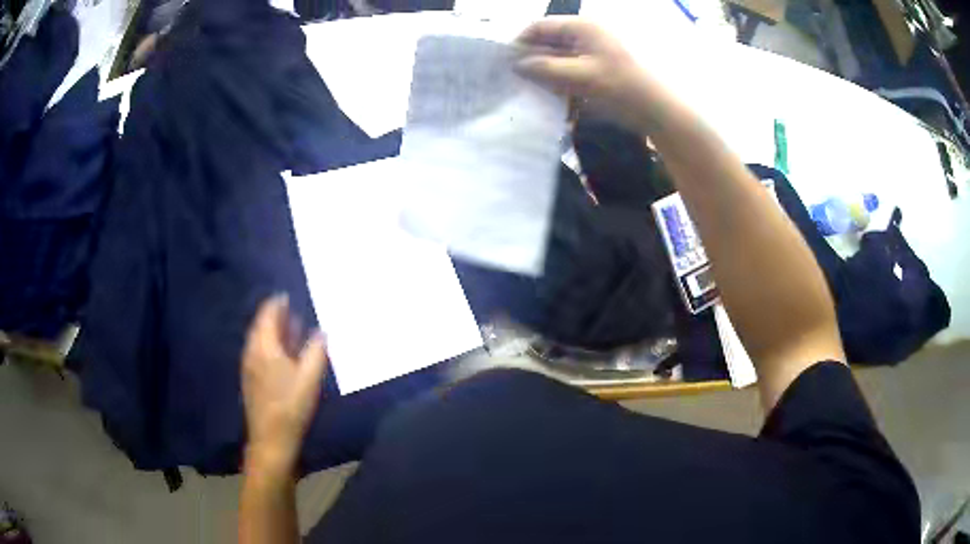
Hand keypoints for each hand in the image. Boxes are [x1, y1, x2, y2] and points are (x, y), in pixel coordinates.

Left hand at [241, 295, 327, 471]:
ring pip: (260, 340)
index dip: (278, 303)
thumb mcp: (309, 378)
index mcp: (263, 347)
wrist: (271, 440)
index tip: (289, 295)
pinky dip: (272, 346)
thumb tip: (322, 331)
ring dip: (274, 332)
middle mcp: (252, 352)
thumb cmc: (291, 407)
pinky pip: (260, 352)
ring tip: (292, 329)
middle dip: (276, 316)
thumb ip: (317, 351)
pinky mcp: (252, 380)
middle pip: (261, 326)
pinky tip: (285, 354)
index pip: (267, 314)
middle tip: (294, 310)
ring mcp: (250, 367)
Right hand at [515, 17, 661, 134]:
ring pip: (560, 56)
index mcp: (583, 26)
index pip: (541, 26)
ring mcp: (595, 51)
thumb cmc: (621, 87)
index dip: (521, 41)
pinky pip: (572, 68)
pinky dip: (561, 79)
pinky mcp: (600, 68)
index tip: (506, 62)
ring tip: (531, 88)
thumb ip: (545, 68)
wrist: (659, 110)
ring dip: (546, 71)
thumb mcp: (580, 76)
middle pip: (550, 40)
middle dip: (533, 58)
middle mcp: (587, 34)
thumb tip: (515, 64)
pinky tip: (553, 94)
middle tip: (515, 79)